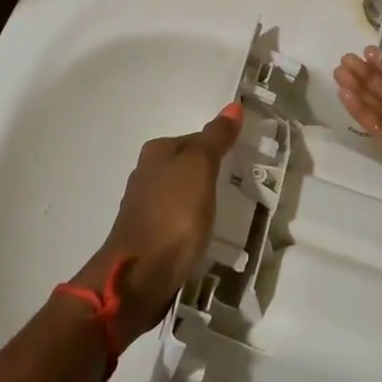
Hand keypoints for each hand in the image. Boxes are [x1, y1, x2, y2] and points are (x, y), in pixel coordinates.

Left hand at [72, 103, 243, 333]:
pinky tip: (203, 232)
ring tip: (226, 211)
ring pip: (182, 192)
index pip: (197, 138)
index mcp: (157, 151)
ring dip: (200, 198)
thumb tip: (233, 106)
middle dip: (210, 172)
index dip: (220, 146)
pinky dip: (191, 221)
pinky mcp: (148, 235)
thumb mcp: (200, 169)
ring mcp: (145, 206)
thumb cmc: (173, 215)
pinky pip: (177, 218)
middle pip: (187, 164)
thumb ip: (216, 139)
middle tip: (239, 186)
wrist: (139, 276)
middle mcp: (146, 173)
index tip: (243, 161)